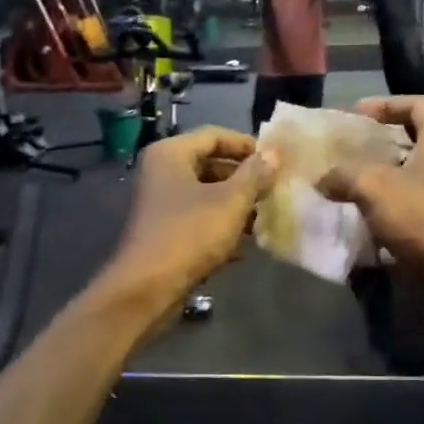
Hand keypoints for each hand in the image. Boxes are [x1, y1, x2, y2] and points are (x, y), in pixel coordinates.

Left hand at [95, 127, 273, 325]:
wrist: (148, 288)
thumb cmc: (189, 234)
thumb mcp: (230, 202)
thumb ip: (255, 175)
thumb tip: (274, 154)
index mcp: (171, 154)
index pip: (214, 136)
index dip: (247, 145)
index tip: (275, 161)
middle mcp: (161, 172)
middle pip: (210, 165)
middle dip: (244, 179)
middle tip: (273, 191)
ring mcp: (160, 204)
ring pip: (206, 195)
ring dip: (236, 206)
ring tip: (264, 219)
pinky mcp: (164, 232)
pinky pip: (198, 220)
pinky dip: (220, 228)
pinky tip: (244, 247)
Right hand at [316, 97, 423, 290]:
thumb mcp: (375, 185)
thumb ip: (343, 174)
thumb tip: (322, 178)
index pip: (417, 104)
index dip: (385, 104)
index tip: (354, 116)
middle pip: (409, 143)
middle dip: (374, 148)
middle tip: (340, 154)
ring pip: (405, 181)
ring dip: (374, 184)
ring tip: (339, 188)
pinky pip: (405, 213)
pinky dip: (381, 216)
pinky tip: (354, 224)